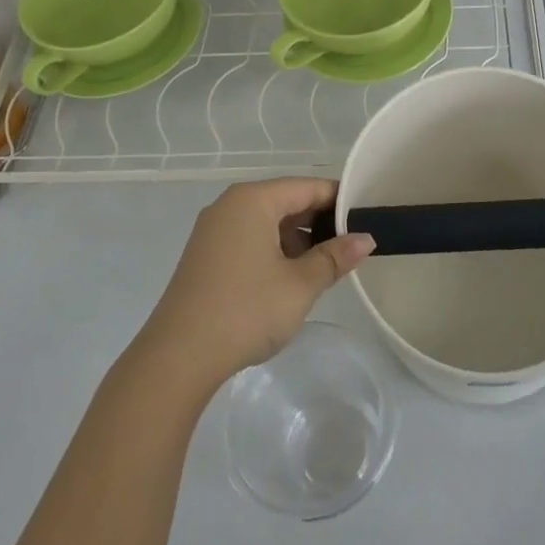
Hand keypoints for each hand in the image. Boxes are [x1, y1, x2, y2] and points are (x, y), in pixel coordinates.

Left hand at [140, 178, 374, 390]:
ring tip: (326, 267)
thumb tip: (366, 238)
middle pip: (286, 201)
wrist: (177, 357)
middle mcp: (230, 205)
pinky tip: (291, 279)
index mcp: (253, 199)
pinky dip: (274, 251)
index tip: (367, 220)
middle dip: (320, 222)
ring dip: (297, 240)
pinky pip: (249, 239)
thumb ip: (335, 257)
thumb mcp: (300, 285)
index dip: (340, 202)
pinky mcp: (206, 255)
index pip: (308, 187)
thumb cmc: (246, 310)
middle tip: (352, 246)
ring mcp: (213, 230)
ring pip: (268, 222)